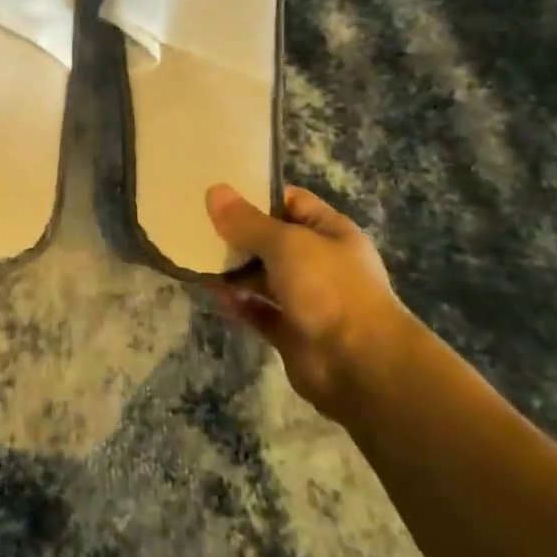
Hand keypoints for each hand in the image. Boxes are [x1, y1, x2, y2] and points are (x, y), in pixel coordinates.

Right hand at [206, 184, 411, 420]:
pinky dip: (238, 303)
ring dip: (234, 270)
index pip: (290, 202)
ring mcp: (306, 299)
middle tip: (195, 223)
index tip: (218, 192)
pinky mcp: (291, 331)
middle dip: (237, 234)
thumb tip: (214, 191)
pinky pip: (258, 311)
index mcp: (330, 232)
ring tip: (197, 257)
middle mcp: (319, 262)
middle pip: (272, 240)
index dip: (257, 195)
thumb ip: (247, 221)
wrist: (361, 366)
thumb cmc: (329, 288)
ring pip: (262, 277)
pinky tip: (213, 293)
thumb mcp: (286, 243)